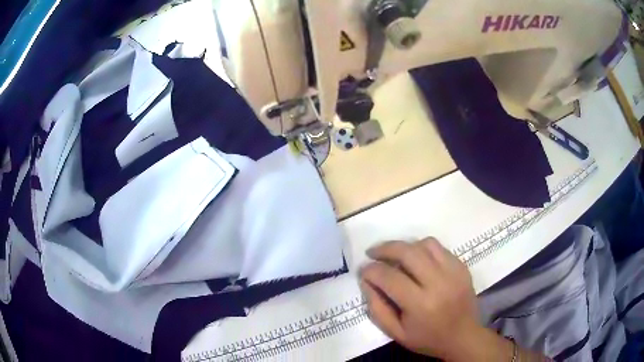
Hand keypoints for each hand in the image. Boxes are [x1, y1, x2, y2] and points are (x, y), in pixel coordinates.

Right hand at [359, 238, 512, 360]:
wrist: (463, 336)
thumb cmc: (427, 338)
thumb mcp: (396, 332)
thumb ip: (377, 308)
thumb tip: (366, 281)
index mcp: (420, 304)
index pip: (389, 277)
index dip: (371, 270)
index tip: (363, 270)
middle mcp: (438, 283)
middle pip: (408, 252)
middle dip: (385, 248)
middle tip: (372, 252)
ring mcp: (453, 271)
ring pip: (425, 244)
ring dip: (405, 246)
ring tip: (395, 255)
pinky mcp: (461, 266)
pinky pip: (439, 248)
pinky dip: (423, 249)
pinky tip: (417, 259)